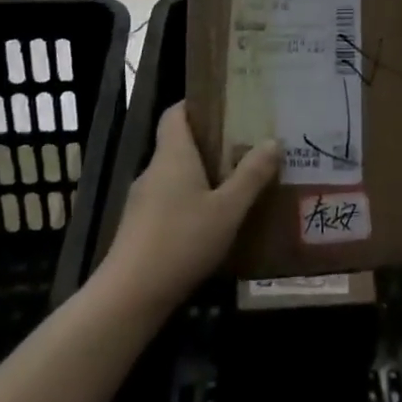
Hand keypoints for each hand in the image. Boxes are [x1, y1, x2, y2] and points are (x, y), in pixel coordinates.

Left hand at [96, 103, 279, 315]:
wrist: (129, 297)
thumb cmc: (181, 241)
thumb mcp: (227, 209)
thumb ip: (251, 175)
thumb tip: (273, 141)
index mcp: (173, 154)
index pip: (176, 112)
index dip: (196, 104)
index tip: (225, 104)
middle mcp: (154, 170)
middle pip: (179, 143)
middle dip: (209, 142)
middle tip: (244, 144)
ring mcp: (142, 200)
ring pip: (175, 175)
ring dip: (201, 175)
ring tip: (235, 183)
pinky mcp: (139, 229)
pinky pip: (169, 201)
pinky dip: (189, 201)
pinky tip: (212, 222)